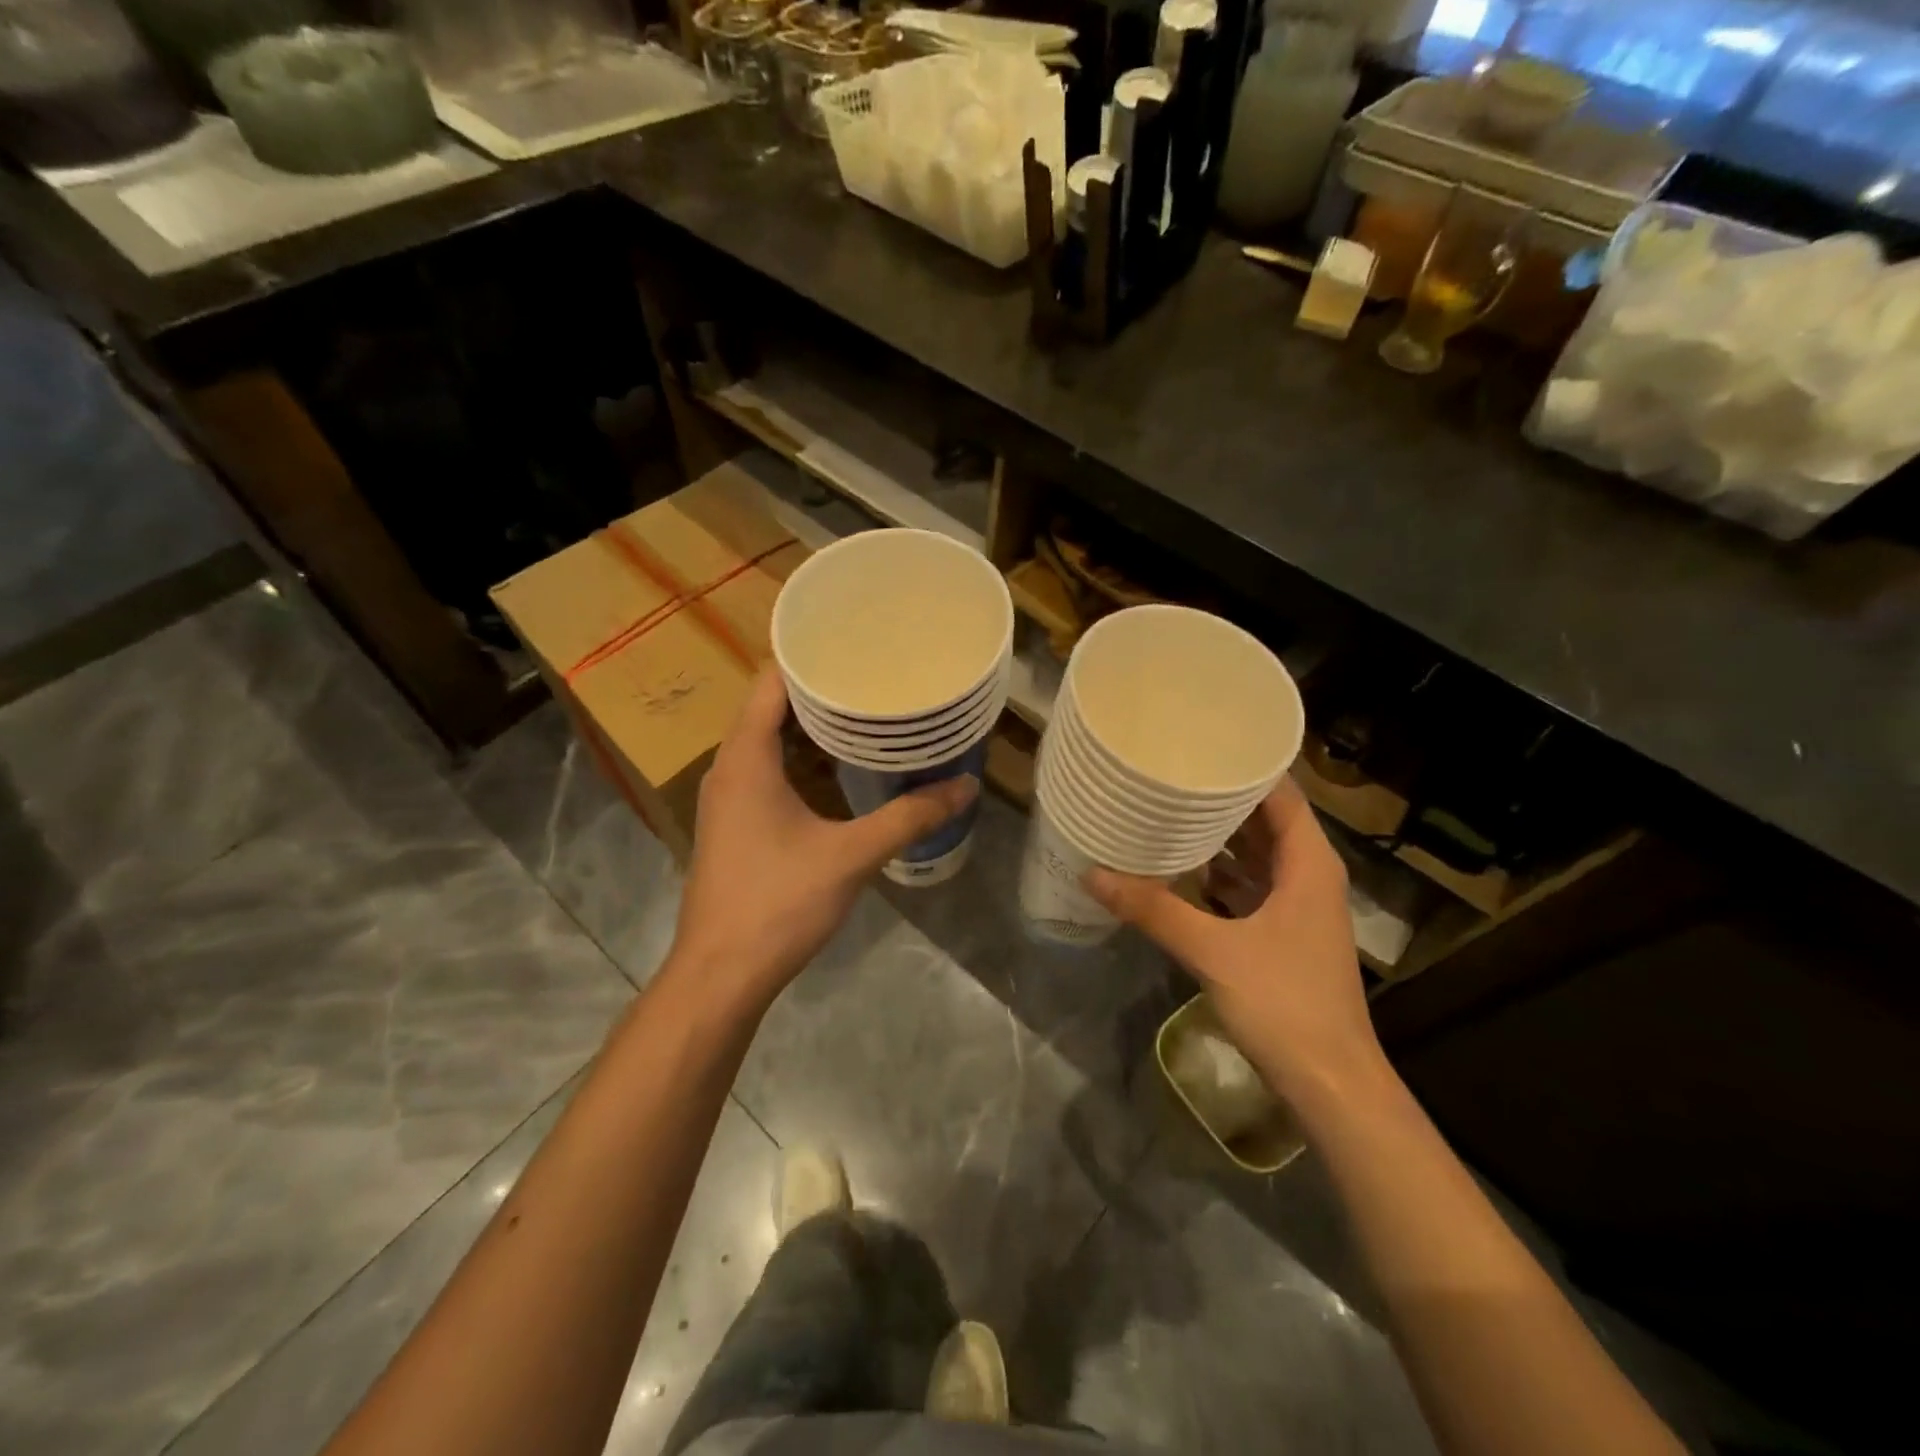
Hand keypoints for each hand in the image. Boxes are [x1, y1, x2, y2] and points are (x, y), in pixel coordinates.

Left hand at [670, 670, 976, 1004]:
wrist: (720, 975)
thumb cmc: (778, 904)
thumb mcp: (851, 856)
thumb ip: (909, 818)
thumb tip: (965, 786)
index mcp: (746, 758)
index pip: (770, 681)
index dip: (809, 656)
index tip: (854, 640)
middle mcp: (729, 768)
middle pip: (770, 707)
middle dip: (820, 689)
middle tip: (873, 673)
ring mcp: (728, 798)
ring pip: (768, 741)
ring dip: (812, 726)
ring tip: (866, 710)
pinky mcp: (735, 824)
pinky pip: (767, 770)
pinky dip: (802, 758)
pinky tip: (841, 768)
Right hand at [1088, 780, 1386, 1110]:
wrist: (1331, 1083)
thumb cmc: (1284, 1003)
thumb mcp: (1213, 951)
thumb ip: (1154, 910)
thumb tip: (1092, 873)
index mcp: (1308, 863)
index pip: (1280, 793)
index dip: (1245, 765)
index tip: (1200, 742)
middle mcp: (1309, 875)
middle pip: (1266, 820)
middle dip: (1222, 797)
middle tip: (1171, 772)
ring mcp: (1298, 906)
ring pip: (1257, 855)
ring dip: (1219, 837)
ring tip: (1168, 809)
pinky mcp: (1284, 934)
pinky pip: (1250, 887)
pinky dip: (1220, 874)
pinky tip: (1181, 869)